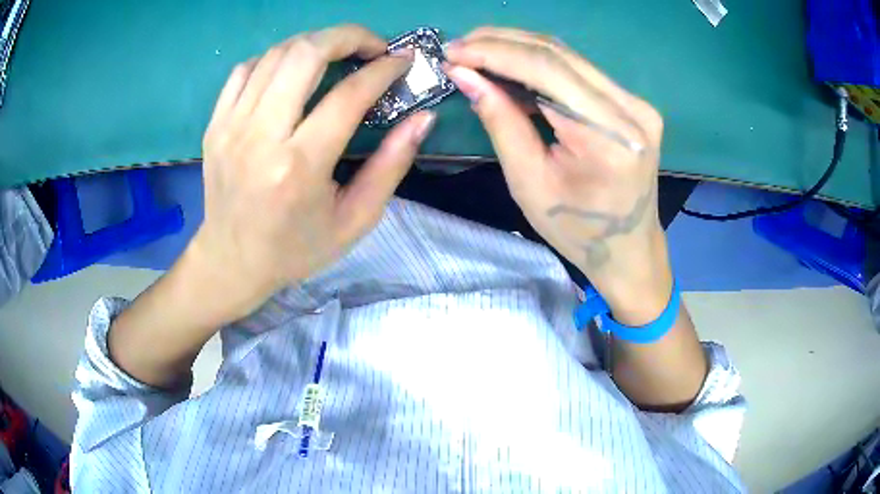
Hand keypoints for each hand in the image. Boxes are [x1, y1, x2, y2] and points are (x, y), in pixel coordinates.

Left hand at [187, 25, 434, 322]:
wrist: (232, 261)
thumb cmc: (296, 248)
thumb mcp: (355, 220)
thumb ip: (392, 166)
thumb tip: (422, 118)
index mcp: (299, 167)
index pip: (348, 95)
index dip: (383, 69)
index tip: (402, 62)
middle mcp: (260, 137)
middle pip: (305, 53)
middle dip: (348, 36)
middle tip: (372, 46)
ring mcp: (231, 126)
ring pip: (276, 54)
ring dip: (315, 42)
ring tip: (338, 53)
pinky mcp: (215, 124)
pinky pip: (246, 69)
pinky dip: (277, 58)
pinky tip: (293, 70)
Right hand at [445, 27, 670, 324]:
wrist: (628, 250)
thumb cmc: (577, 231)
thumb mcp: (529, 182)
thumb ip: (500, 121)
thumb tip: (465, 74)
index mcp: (609, 138)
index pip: (546, 70)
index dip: (494, 53)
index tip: (453, 51)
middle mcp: (631, 110)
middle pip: (558, 54)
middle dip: (502, 43)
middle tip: (459, 46)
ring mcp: (637, 103)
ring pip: (569, 57)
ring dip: (519, 48)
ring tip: (476, 50)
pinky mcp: (633, 103)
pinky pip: (580, 71)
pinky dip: (540, 63)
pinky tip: (510, 65)